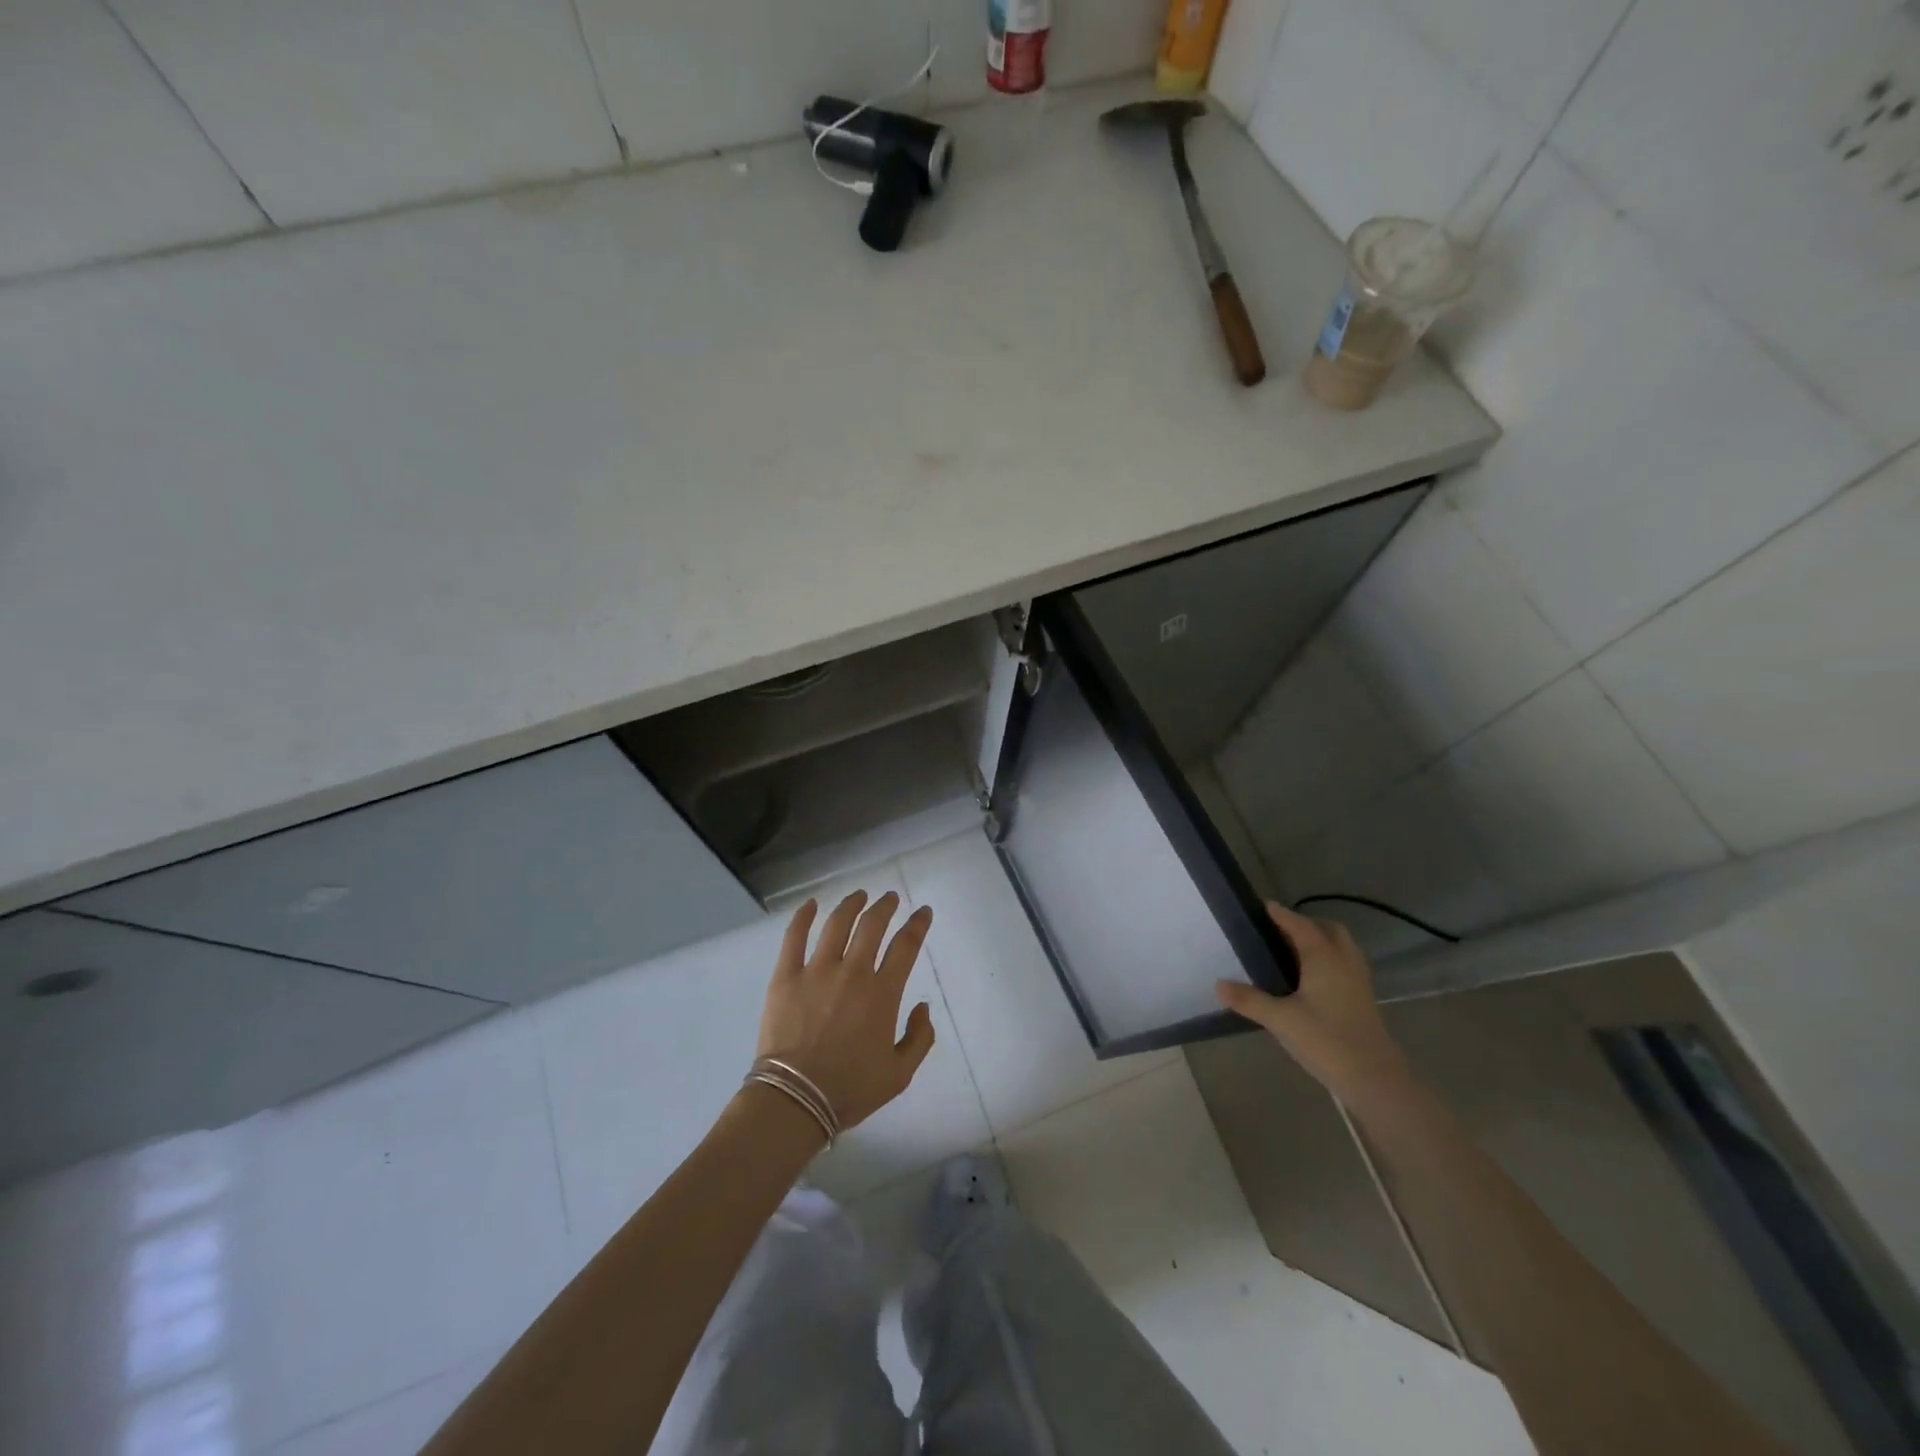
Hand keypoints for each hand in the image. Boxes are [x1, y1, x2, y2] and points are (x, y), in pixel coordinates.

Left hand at [755, 890, 935, 1131]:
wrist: (795, 1100)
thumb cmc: (850, 1089)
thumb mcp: (900, 1074)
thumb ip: (920, 1037)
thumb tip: (922, 1006)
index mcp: (883, 993)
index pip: (906, 946)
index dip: (918, 924)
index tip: (923, 912)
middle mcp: (853, 972)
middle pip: (872, 925)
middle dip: (885, 906)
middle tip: (890, 898)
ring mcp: (816, 971)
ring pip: (837, 923)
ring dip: (851, 904)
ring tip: (859, 896)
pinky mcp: (786, 976)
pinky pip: (794, 937)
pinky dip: (803, 917)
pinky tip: (811, 904)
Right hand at [1214, 902, 1415, 1109]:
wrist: (1374, 1079)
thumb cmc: (1326, 1040)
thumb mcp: (1280, 1020)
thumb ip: (1249, 1000)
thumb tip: (1218, 984)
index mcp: (1324, 957)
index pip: (1300, 925)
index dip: (1282, 914)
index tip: (1265, 906)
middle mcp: (1344, 961)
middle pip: (1329, 930)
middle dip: (1307, 924)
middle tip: (1281, 931)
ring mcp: (1358, 981)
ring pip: (1341, 948)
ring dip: (1321, 942)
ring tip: (1293, 952)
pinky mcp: (1363, 1000)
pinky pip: (1345, 966)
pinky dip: (1328, 961)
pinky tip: (1311, 980)